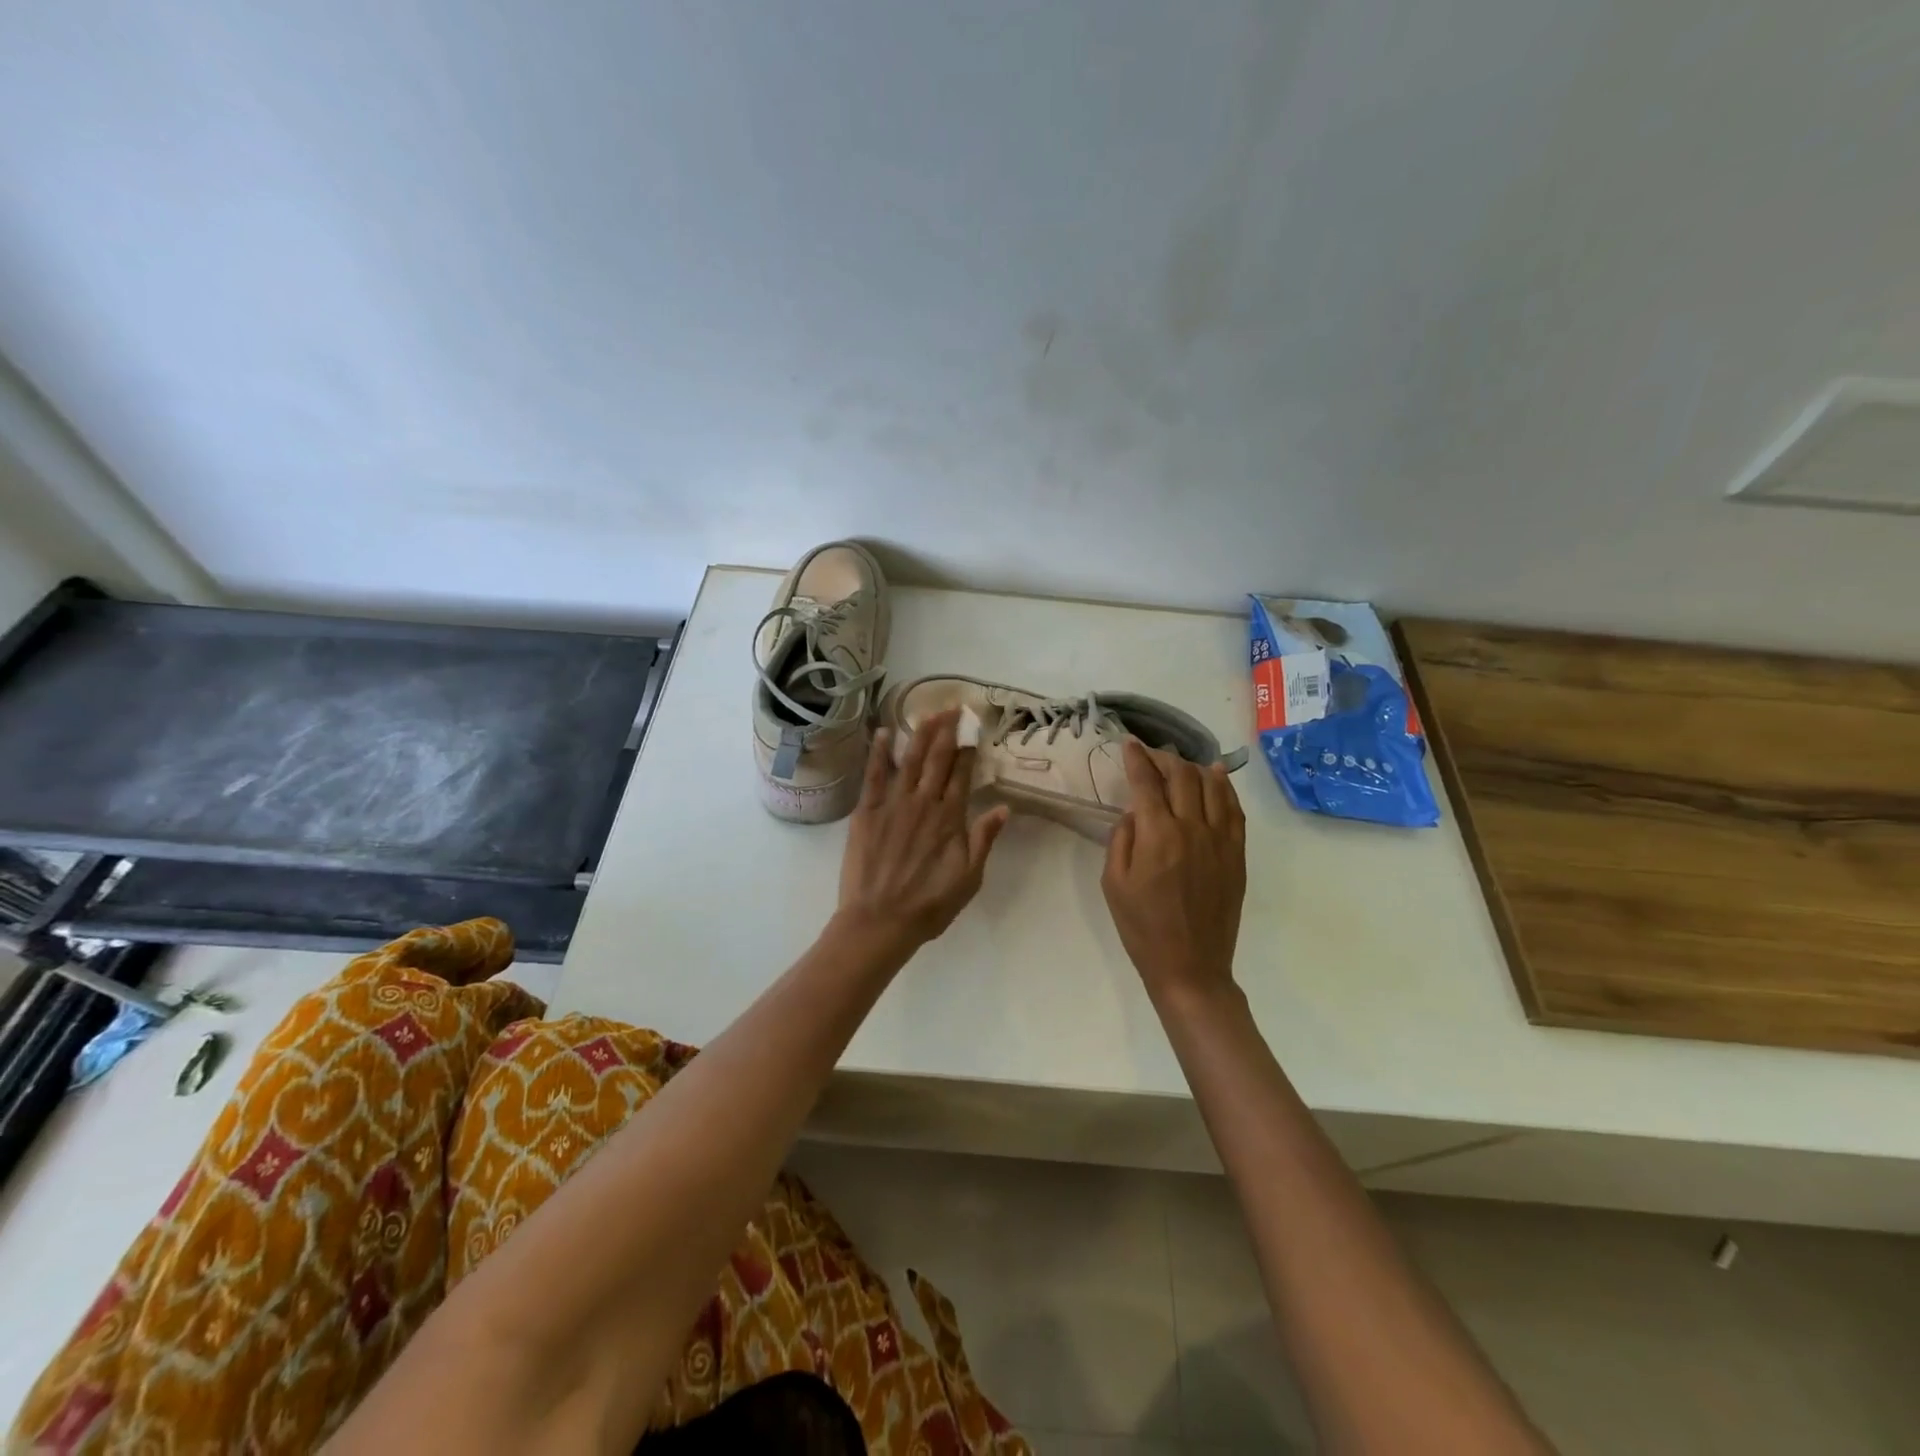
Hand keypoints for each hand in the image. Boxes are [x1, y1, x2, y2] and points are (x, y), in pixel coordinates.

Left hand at [835, 710, 1009, 954]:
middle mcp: (924, 803)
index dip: (968, 749)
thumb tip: (1004, 808)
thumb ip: (984, 839)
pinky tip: (883, 733)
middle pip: (938, 759)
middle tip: (953, 707)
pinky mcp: (867, 812)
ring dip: (920, 734)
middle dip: (947, 731)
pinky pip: (873, 776)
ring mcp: (893, 805)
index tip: (973, 727)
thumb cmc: (929, 905)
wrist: (880, 921)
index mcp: (950, 818)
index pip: (962, 774)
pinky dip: (879, 753)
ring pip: (910, 760)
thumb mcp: (969, 878)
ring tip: (929, 712)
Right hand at [1101, 738, 1246, 1002]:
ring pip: (1212, 785)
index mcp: (1157, 836)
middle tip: (1151, 754)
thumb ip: (1122, 839)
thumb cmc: (1142, 927)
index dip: (1136, 758)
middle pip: (1182, 775)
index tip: (1129, 743)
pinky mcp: (1237, 854)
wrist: (1190, 965)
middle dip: (1164, 757)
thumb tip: (1134, 812)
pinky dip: (1225, 787)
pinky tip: (1216, 777)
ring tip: (1180, 763)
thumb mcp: (1113, 883)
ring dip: (1193, 767)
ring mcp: (1220, 840)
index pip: (1146, 782)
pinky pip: (1234, 809)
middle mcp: (1192, 828)